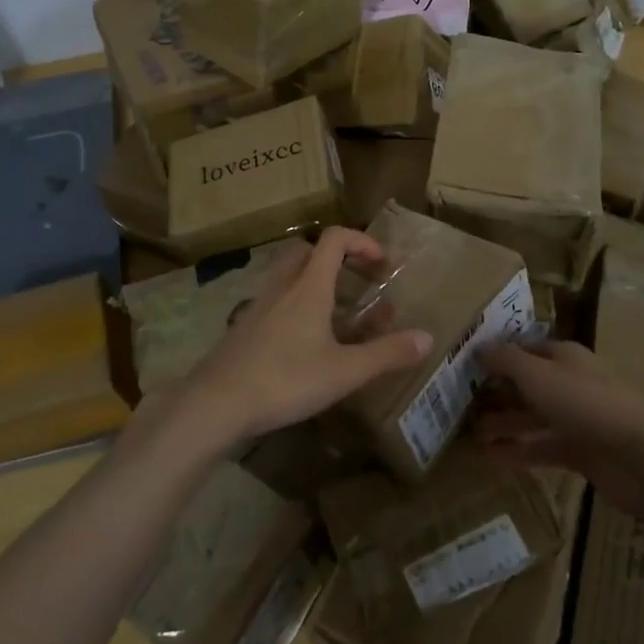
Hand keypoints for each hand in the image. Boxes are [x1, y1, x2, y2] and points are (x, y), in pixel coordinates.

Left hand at [172, 229, 432, 450]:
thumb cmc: (285, 381)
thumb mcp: (344, 372)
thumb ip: (387, 354)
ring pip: (286, 276)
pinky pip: (272, 302)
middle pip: (306, 251)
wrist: (215, 404)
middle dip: (333, 257)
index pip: (334, 239)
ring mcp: (257, 307)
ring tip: (332, 312)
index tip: (380, 264)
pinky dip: (291, 306)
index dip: (361, 241)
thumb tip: (428, 338)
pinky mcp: (242, 329)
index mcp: (308, 288)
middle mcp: (281, 288)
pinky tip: (300, 342)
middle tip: (354, 282)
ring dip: (311, 281)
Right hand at [474, 340, 643, 519]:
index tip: (468, 365)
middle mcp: (571, 383)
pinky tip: (492, 458)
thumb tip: (479, 346)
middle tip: (463, 404)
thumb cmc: (584, 403)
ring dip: (504, 424)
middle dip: (498, 393)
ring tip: (472, 434)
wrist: (640, 457)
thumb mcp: (536, 374)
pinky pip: (544, 448)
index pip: (526, 349)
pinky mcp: (582, 452)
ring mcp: (578, 419)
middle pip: (528, 384)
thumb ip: (505, 360)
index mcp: (564, 357)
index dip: (499, 355)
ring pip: (534, 418)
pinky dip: (520, 451)